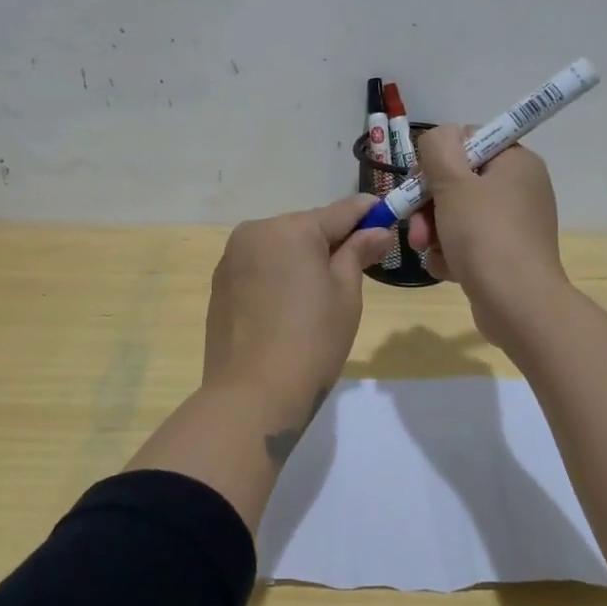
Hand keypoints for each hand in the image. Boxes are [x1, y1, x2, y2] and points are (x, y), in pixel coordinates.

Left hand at [203, 194, 395, 413]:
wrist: (253, 394)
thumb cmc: (312, 341)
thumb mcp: (346, 295)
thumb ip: (358, 253)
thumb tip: (377, 231)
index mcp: (291, 229)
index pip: (340, 211)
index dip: (368, 213)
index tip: (387, 215)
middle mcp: (256, 232)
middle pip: (306, 227)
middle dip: (332, 241)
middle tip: (358, 265)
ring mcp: (231, 258)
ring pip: (280, 246)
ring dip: (301, 258)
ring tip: (319, 294)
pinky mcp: (219, 284)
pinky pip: (259, 267)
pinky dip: (277, 275)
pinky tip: (288, 307)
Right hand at [405, 125, 567, 344]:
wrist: (516, 304)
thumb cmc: (484, 234)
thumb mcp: (453, 181)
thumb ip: (438, 147)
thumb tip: (440, 136)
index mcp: (516, 162)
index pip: (468, 141)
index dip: (438, 159)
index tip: (420, 182)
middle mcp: (519, 188)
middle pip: (458, 181)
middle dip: (428, 204)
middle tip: (415, 226)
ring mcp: (513, 224)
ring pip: (456, 214)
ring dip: (433, 231)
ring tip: (425, 250)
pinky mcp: (505, 254)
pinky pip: (467, 242)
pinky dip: (451, 253)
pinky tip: (446, 268)